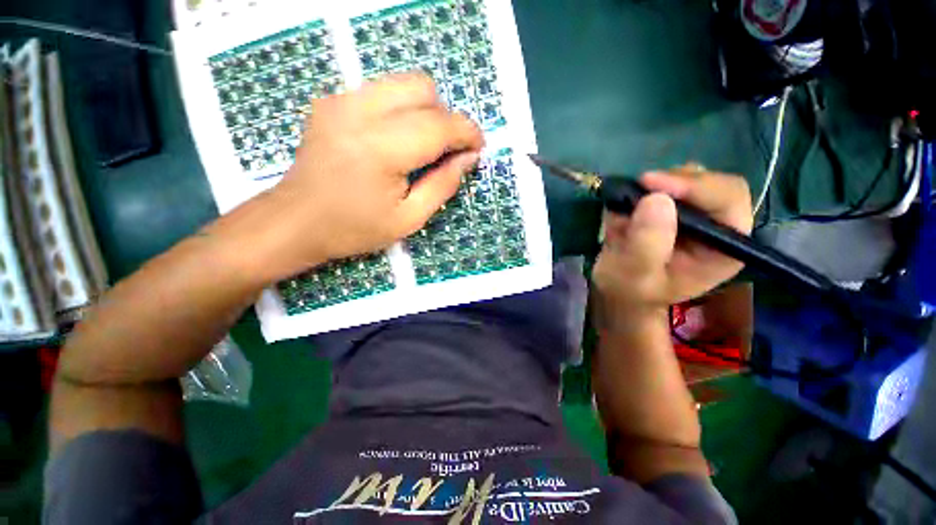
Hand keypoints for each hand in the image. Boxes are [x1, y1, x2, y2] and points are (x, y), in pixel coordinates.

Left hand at [251, 73, 483, 277]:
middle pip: (423, 89)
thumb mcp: (409, 218)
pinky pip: (381, 91)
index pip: (438, 125)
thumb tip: (468, 158)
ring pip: (403, 83)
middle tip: (446, 151)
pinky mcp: (332, 101)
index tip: (477, 147)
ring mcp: (341, 101)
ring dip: (424, 111)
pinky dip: (400, 110)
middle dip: (445, 119)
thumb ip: (443, 185)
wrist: (296, 221)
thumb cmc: (355, 228)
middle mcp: (359, 112)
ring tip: (421, 146)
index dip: (466, 132)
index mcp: (381, 150)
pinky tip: (394, 139)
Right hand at [592, 164, 751, 330]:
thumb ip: (647, 243)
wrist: (617, 289)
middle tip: (639, 186)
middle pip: (712, 183)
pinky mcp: (673, 207)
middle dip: (674, 182)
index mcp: (723, 248)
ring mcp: (695, 214)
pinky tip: (627, 206)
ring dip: (656, 185)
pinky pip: (663, 184)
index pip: (728, 201)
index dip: (696, 187)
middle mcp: (716, 226)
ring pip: (688, 177)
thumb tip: (656, 198)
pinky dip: (642, 189)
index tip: (653, 184)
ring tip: (630, 204)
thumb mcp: (635, 274)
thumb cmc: (630, 289)